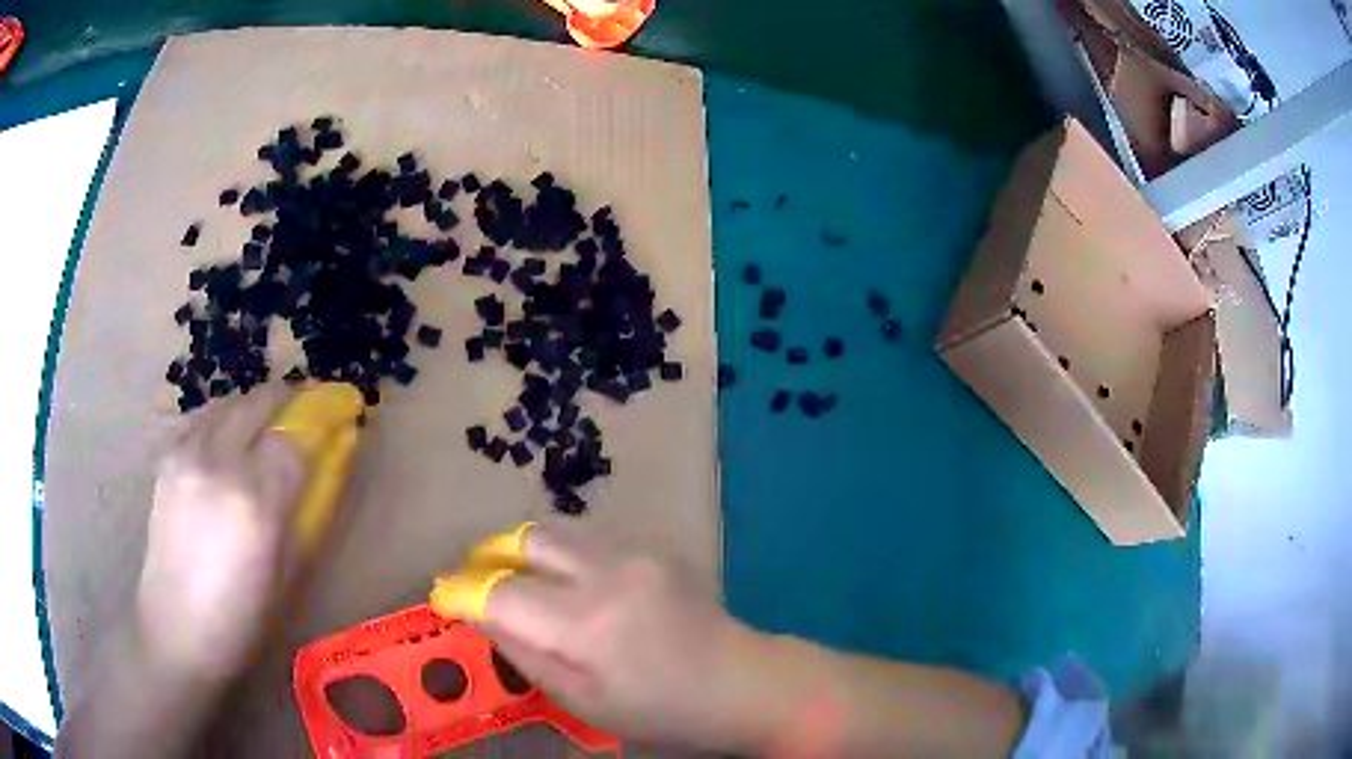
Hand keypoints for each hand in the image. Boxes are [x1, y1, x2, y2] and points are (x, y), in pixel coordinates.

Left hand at [136, 385, 305, 681]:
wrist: (176, 630)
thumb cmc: (242, 618)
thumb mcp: (288, 573)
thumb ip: (307, 510)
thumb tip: (329, 461)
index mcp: (255, 501)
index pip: (295, 438)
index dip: (319, 422)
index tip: (336, 415)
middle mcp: (219, 463)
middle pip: (258, 403)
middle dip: (287, 400)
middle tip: (303, 410)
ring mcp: (187, 455)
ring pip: (228, 404)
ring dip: (253, 408)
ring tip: (264, 427)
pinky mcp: (167, 459)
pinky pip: (202, 420)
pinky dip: (222, 421)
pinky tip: (227, 444)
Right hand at [476, 524, 771, 751]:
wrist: (739, 681)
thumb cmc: (658, 709)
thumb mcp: (581, 700)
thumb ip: (524, 653)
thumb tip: (478, 613)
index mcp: (588, 624)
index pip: (502, 592)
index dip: (463, 591)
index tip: (442, 594)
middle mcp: (609, 573)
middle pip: (526, 541)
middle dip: (489, 555)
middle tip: (475, 578)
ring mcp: (636, 552)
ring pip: (555, 531)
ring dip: (524, 551)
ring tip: (515, 578)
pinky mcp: (653, 546)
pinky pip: (588, 538)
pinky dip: (561, 554)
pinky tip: (567, 582)